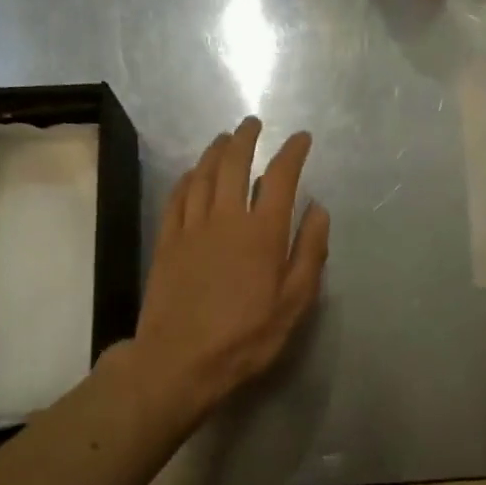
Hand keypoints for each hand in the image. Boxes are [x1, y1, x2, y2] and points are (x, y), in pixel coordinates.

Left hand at [126, 117, 329, 419]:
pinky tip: (193, 174)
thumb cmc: (246, 337)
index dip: (292, 152)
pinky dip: (188, 178)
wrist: (180, 360)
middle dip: (246, 139)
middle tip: (253, 124)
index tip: (301, 138)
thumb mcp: (294, 303)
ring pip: (203, 175)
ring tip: (224, 139)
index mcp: (263, 233)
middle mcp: (226, 219)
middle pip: (234, 164)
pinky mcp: (167, 242)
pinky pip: (177, 197)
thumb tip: (318, 210)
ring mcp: (191, 228)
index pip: (281, 178)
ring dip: (215, 151)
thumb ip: (309, 253)